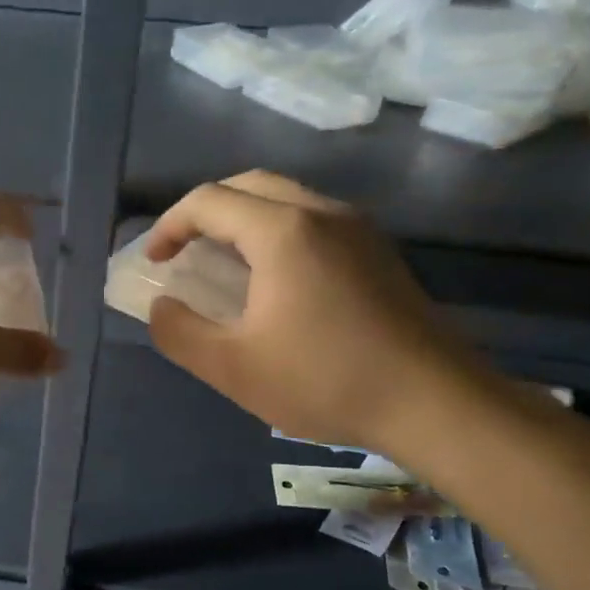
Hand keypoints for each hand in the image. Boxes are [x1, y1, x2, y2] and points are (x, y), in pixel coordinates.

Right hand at [147, 171, 480, 454]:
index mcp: (282, 231)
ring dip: (243, 218)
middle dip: (205, 211)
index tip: (154, 262)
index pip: (208, 202)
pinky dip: (277, 231)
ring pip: (286, 197)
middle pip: (248, 185)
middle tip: (184, 249)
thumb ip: (179, 332)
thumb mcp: (231, 367)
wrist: (436, 403)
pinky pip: (314, 219)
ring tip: (222, 262)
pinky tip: (274, 279)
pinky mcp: (379, 252)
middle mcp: (322, 213)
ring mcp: (358, 229)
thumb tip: (161, 306)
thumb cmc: (325, 381)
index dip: (169, 226)